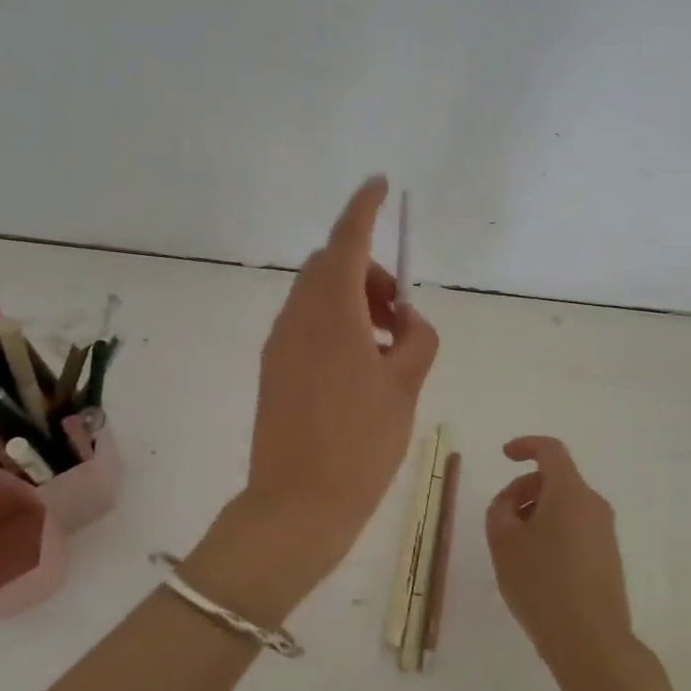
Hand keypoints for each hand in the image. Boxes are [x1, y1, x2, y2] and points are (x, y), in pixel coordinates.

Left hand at [188, 177, 438, 624]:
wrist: (296, 506)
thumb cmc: (359, 443)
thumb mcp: (405, 387)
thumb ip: (416, 340)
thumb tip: (408, 322)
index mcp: (331, 313)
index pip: (347, 241)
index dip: (364, 208)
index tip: (380, 184)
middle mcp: (298, 318)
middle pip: (331, 267)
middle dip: (368, 271)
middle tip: (401, 312)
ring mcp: (281, 344)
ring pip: (319, 297)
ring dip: (355, 302)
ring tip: (390, 348)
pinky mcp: (274, 370)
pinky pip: (308, 326)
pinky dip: (338, 326)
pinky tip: (362, 368)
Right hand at [486, 436, 634, 680]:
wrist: (592, 643)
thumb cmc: (542, 585)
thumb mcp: (504, 543)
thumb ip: (501, 509)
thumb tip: (514, 502)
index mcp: (570, 492)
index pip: (550, 451)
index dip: (526, 446)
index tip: (505, 455)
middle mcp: (594, 505)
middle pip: (556, 480)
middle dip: (525, 490)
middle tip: (501, 521)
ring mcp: (605, 532)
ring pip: (565, 506)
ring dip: (537, 514)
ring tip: (516, 552)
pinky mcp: (608, 557)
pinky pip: (576, 528)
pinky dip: (552, 533)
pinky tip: (537, 569)